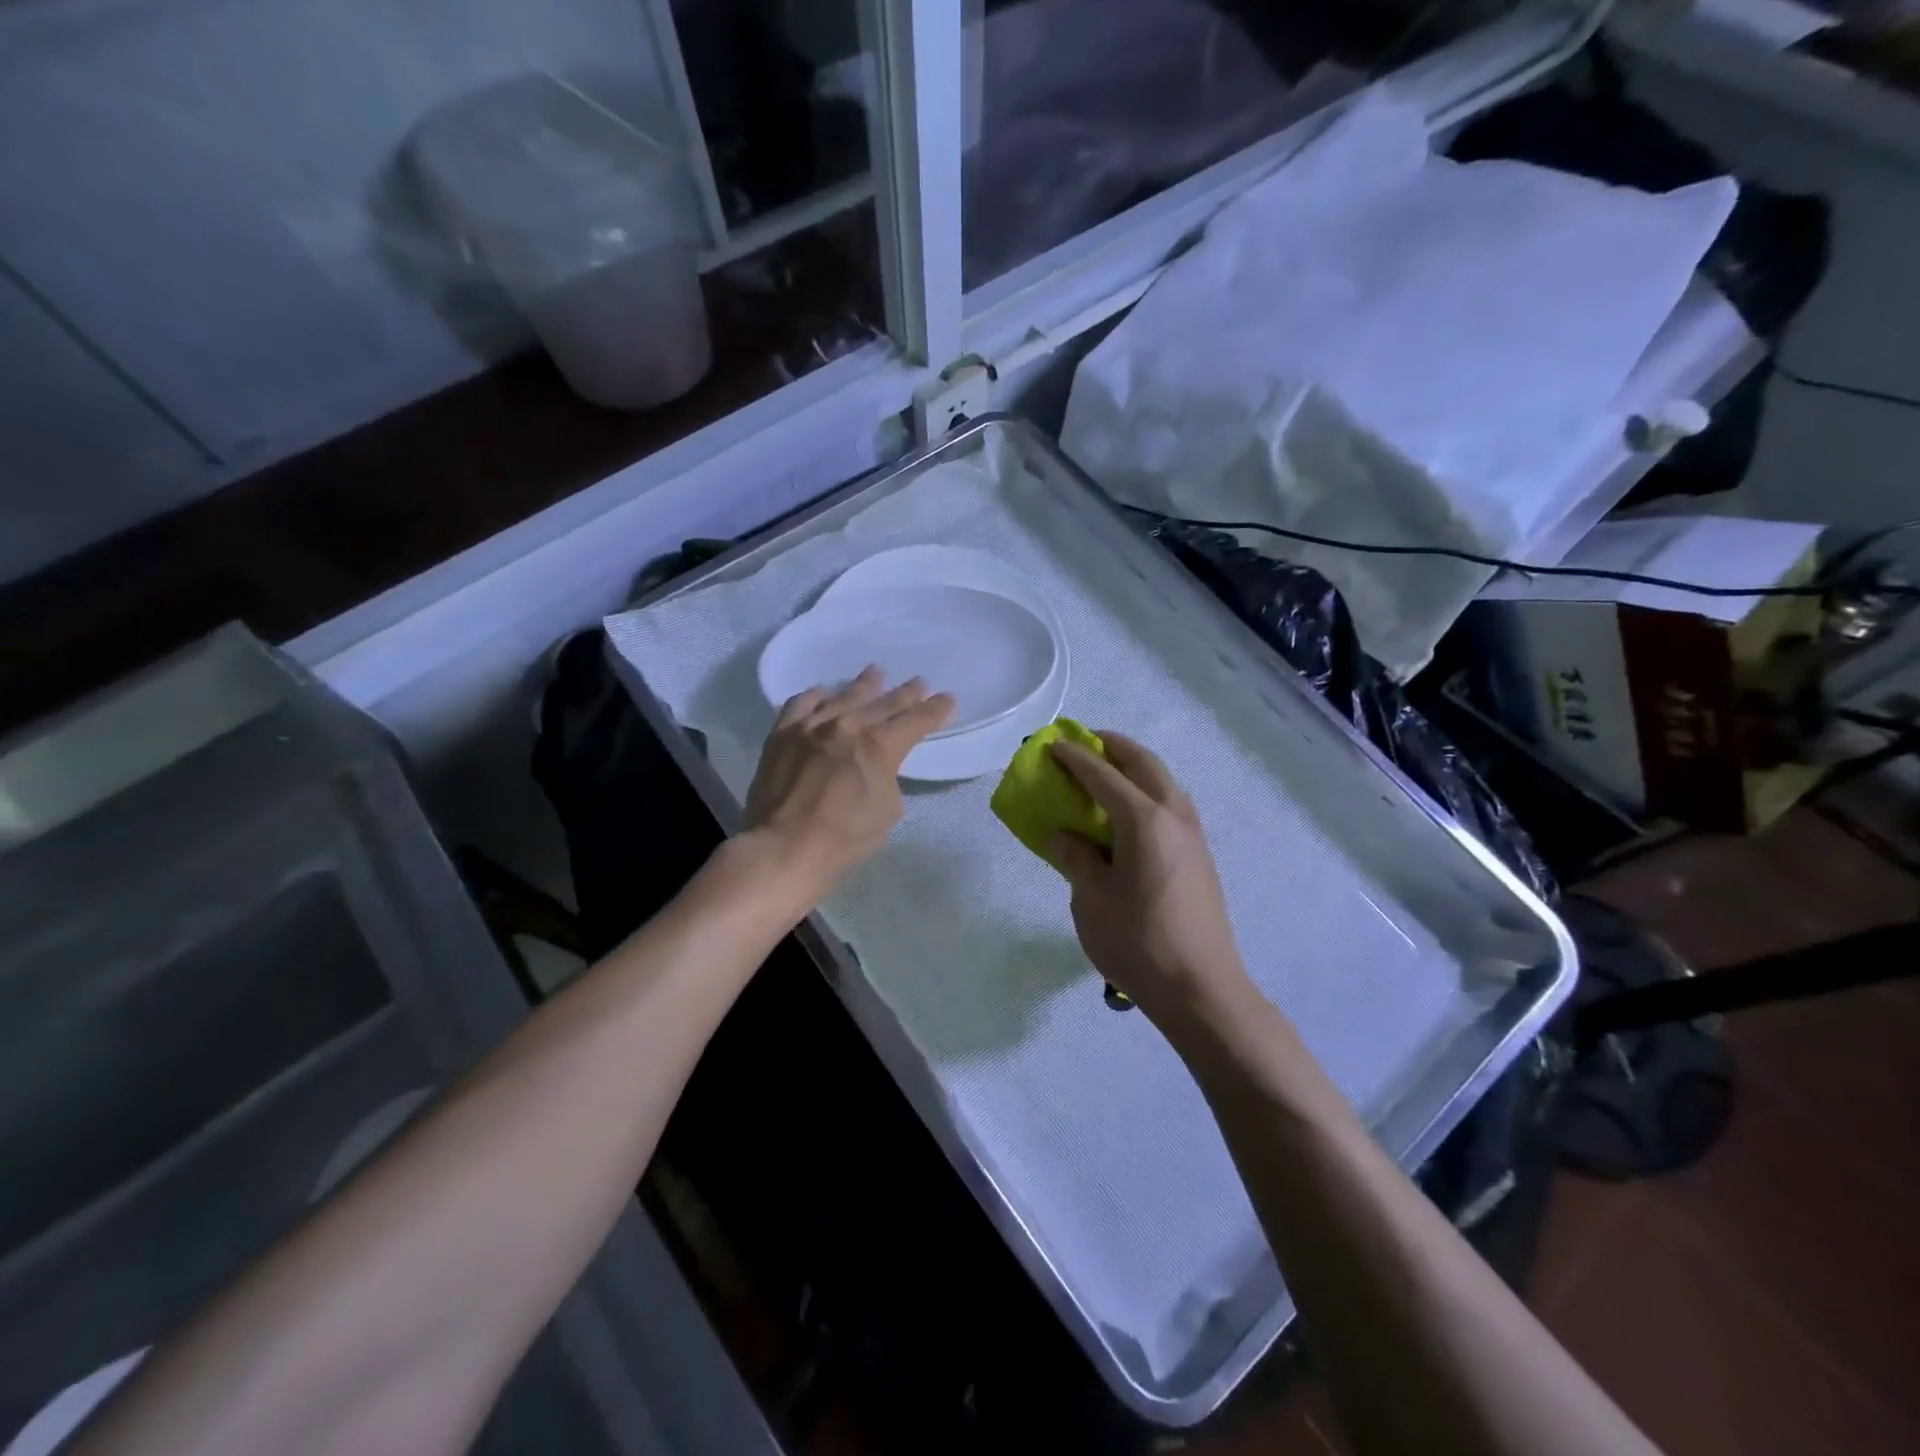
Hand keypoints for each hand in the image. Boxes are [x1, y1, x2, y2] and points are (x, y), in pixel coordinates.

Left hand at [741, 667, 953, 905]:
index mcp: (878, 745)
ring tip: (876, 673)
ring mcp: (811, 726)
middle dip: (905, 694)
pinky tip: (824, 693)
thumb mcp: (887, 809)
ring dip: (864, 685)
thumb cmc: (844, 838)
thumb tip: (876, 764)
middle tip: (919, 683)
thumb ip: (887, 775)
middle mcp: (846, 725)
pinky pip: (802, 704)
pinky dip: (817, 696)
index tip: (948, 699)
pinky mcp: (782, 734)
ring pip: (843, 696)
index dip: (935, 710)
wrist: (783, 848)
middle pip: (882, 703)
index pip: (915, 721)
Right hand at [1050, 732, 1252, 1022]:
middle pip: (1144, 765)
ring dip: (1137, 768)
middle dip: (1115, 747)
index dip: (1075, 758)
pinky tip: (1133, 814)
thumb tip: (1065, 837)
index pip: (1104, 775)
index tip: (1053, 745)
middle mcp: (1174, 816)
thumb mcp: (1091, 899)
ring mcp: (1193, 836)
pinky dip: (1149, 792)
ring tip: (1109, 772)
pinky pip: (1172, 805)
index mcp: (1144, 819)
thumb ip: (1076, 858)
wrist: (1200, 988)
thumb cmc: (1137, 940)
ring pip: (1165, 782)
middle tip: (1087, 742)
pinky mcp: (1200, 857)